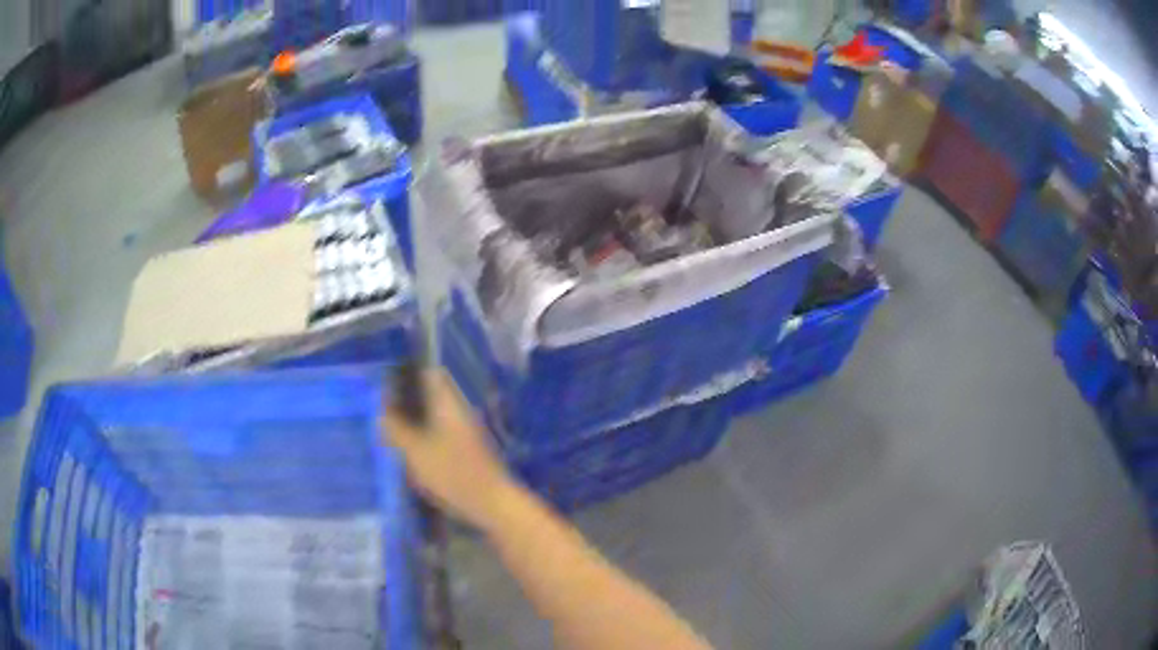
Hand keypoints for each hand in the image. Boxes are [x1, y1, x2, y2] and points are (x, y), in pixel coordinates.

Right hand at [382, 370, 518, 529]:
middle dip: (408, 399)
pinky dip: (425, 437)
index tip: (387, 380)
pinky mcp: (468, 451)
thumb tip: (381, 411)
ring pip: (436, 416)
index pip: (431, 374)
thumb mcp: (415, 451)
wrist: (492, 503)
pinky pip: (442, 435)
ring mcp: (466, 432)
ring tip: (390, 429)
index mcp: (448, 404)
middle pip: (432, 395)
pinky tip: (410, 452)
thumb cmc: (452, 473)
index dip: (409, 373)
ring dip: (415, 420)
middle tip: (382, 408)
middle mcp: (459, 412)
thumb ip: (396, 429)